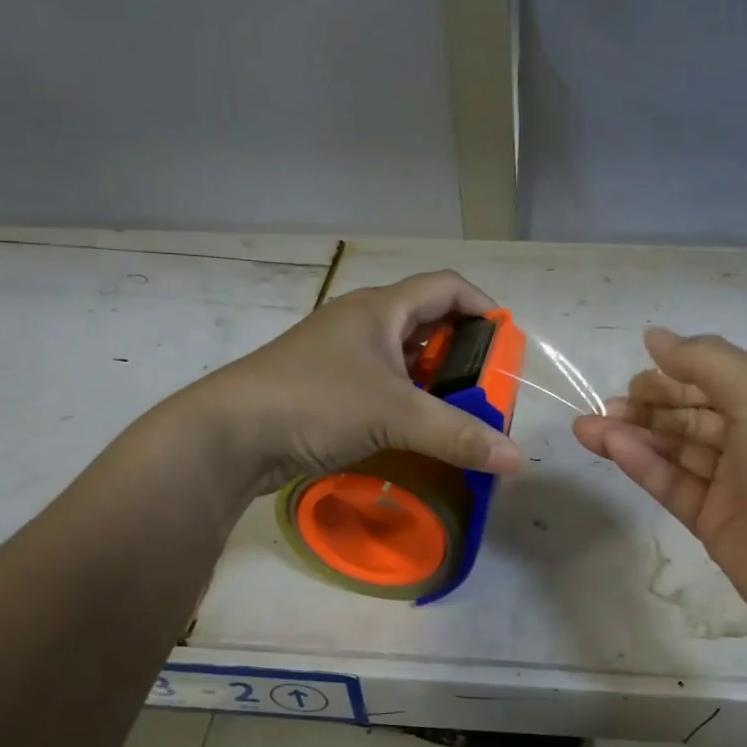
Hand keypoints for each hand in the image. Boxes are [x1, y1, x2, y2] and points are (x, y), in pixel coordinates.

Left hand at [180, 270, 525, 496]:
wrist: (229, 435)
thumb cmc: (316, 402)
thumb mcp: (395, 415)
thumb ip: (458, 434)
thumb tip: (517, 459)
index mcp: (379, 309)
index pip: (445, 287)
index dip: (482, 305)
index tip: (507, 340)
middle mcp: (360, 325)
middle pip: (425, 321)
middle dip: (462, 349)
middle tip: (488, 384)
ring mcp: (339, 358)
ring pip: (401, 357)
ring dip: (434, 379)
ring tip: (461, 410)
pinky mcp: (325, 390)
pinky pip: (380, 386)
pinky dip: (406, 401)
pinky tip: (418, 429)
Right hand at [573, 328, 746, 634]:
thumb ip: (706, 362)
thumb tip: (654, 336)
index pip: (716, 380)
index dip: (674, 375)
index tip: (634, 375)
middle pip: (691, 414)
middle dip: (647, 406)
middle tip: (605, 405)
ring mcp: (735, 483)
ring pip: (675, 449)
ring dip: (633, 434)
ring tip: (586, 426)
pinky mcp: (714, 522)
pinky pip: (673, 484)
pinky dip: (643, 464)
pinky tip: (611, 447)